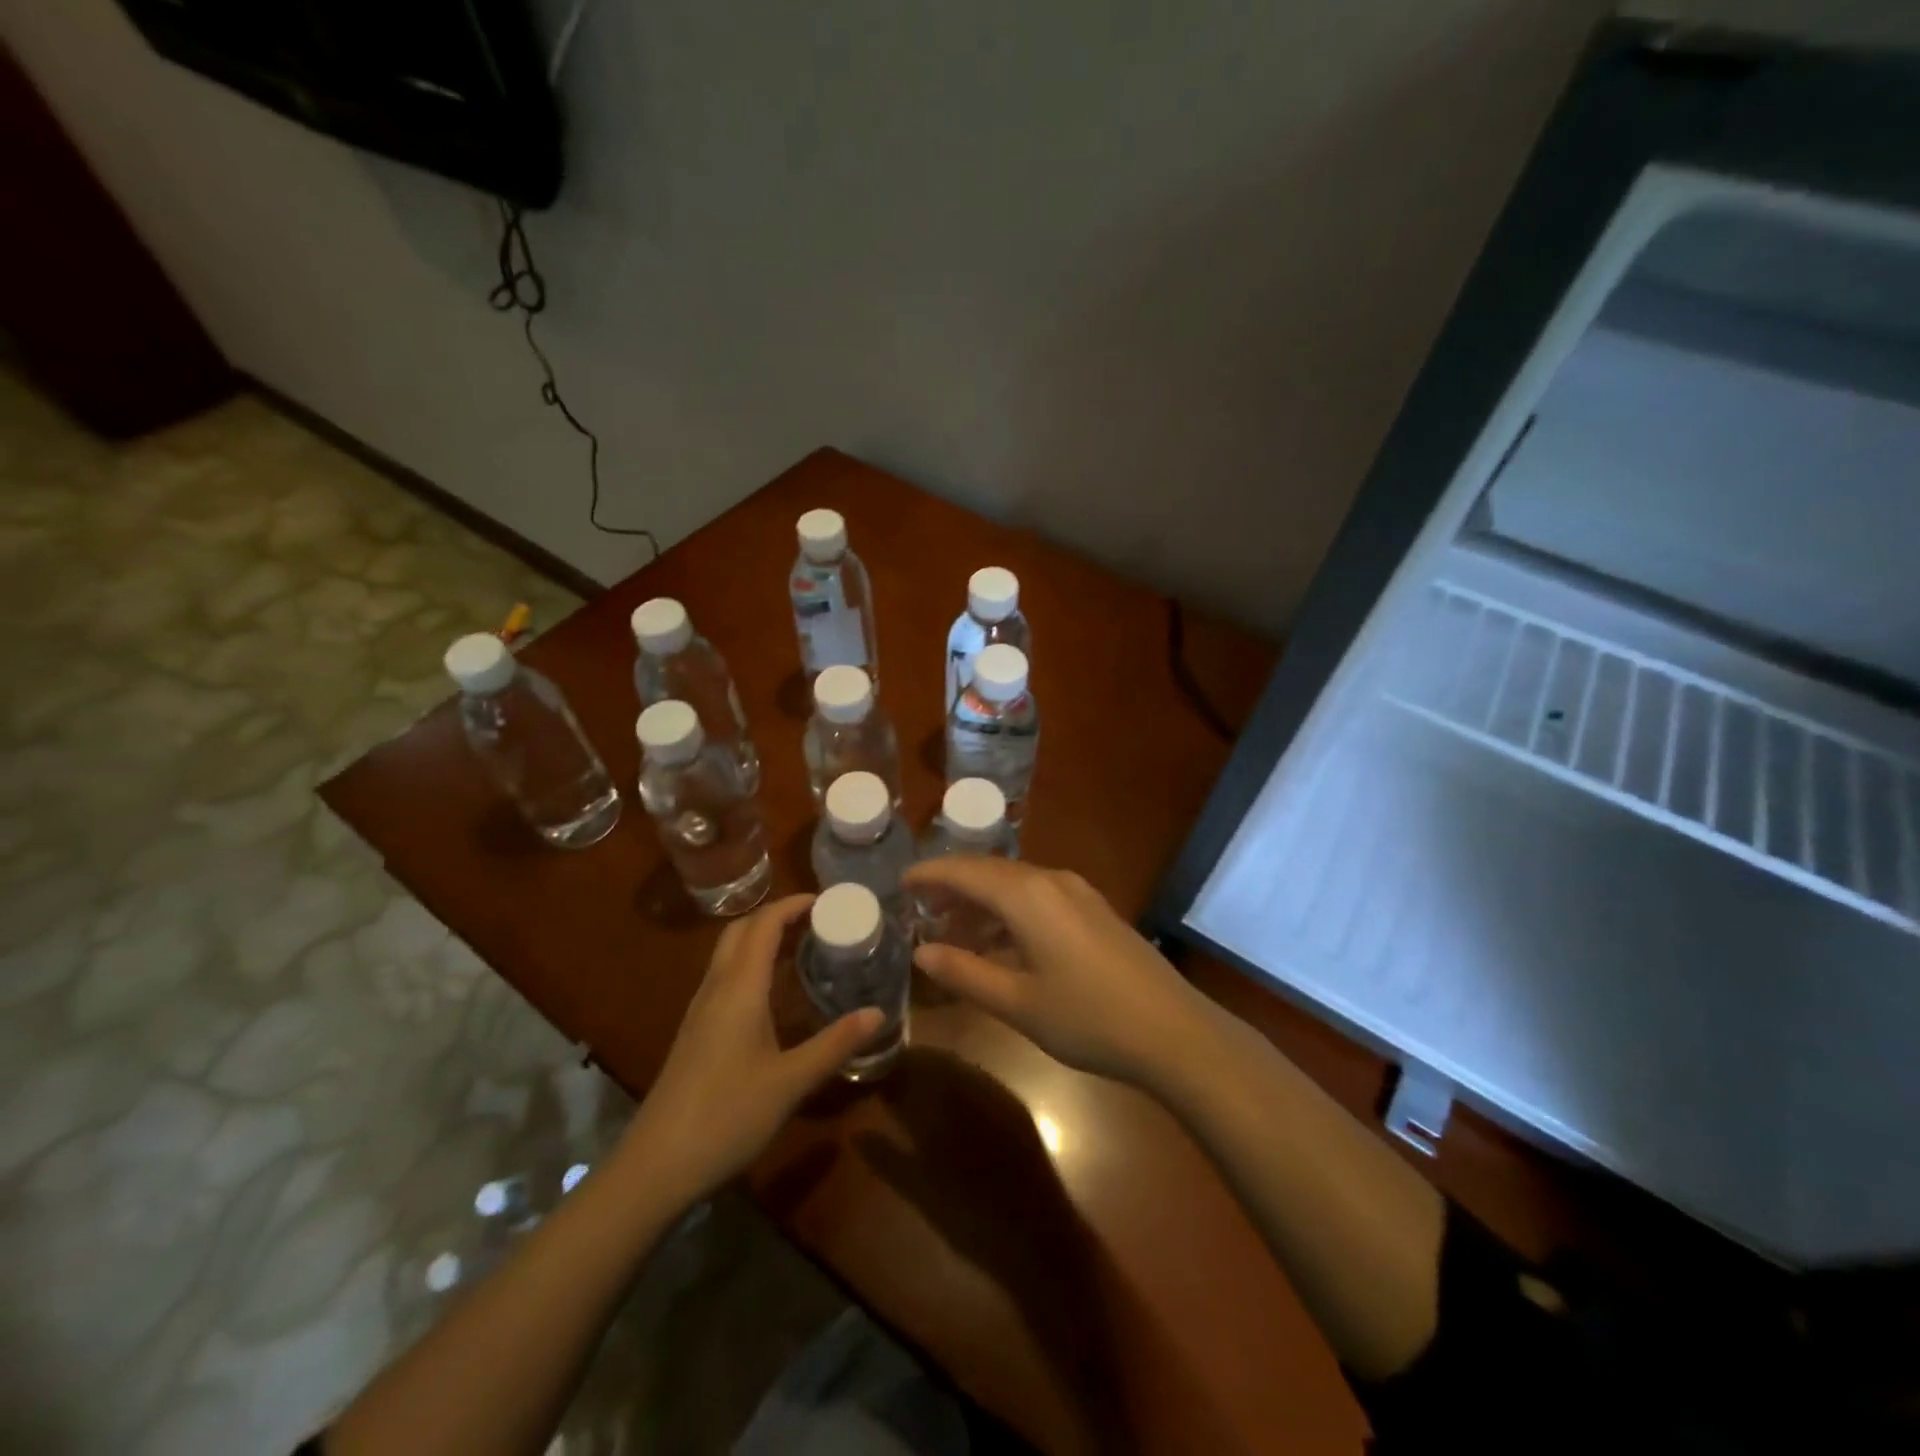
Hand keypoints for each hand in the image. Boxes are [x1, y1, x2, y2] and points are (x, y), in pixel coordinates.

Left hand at [620, 894, 881, 1201]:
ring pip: (730, 952)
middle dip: (778, 915)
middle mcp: (716, 988)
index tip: (829, 901)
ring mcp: (700, 1009)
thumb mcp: (791, 1082)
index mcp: (739, 988)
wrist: (655, 1166)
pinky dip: (752, 964)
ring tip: (804, 946)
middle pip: (742, 929)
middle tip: (819, 921)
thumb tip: (879, 1012)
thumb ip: (835, 1044)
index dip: (794, 904)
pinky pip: (725, 976)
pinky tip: (774, 992)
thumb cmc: (726, 1117)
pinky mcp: (696, 1030)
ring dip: (763, 938)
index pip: (764, 924)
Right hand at [903, 858, 1208, 1087]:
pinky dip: (1010, 913)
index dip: (930, 875)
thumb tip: (922, 951)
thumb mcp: (1017, 1002)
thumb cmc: (1087, 1018)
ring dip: (982, 903)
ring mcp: (1078, 894)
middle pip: (991, 873)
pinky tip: (1002, 944)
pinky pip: (1039, 898)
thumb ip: (964, 972)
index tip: (901, 883)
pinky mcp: (1095, 910)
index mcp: (1028, 895)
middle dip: (953, 888)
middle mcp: (1052, 881)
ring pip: (1016, 885)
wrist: (1173, 1031)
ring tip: (955, 933)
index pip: (965, 871)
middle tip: (921, 911)